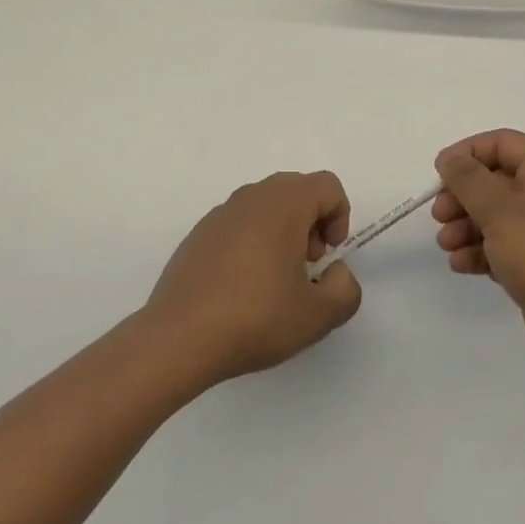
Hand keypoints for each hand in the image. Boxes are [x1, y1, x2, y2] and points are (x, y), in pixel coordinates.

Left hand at [145, 171, 362, 385]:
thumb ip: (345, 290)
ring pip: (266, 206)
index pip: (327, 186)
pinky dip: (252, 242)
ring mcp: (220, 213)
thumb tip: (335, 272)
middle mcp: (252, 196)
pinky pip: (239, 224)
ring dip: (282, 232)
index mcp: (284, 203)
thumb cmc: (255, 318)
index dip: (340, 217)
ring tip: (275, 282)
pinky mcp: (199, 234)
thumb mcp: (318, 316)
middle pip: (297, 190)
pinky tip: (242, 288)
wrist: (179, 337)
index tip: (328, 257)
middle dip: (312, 223)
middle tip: (307, 267)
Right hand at [433, 130, 524, 384]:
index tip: (440, 172)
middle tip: (440, 215)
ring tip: (446, 245)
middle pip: (493, 181)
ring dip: (464, 226)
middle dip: (462, 196)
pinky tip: (460, 265)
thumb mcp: (501, 212)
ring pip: (492, 217)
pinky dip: (477, 252)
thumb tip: (450, 159)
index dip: (469, 152)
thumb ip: (469, 180)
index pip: (502, 144)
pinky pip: (499, 248)